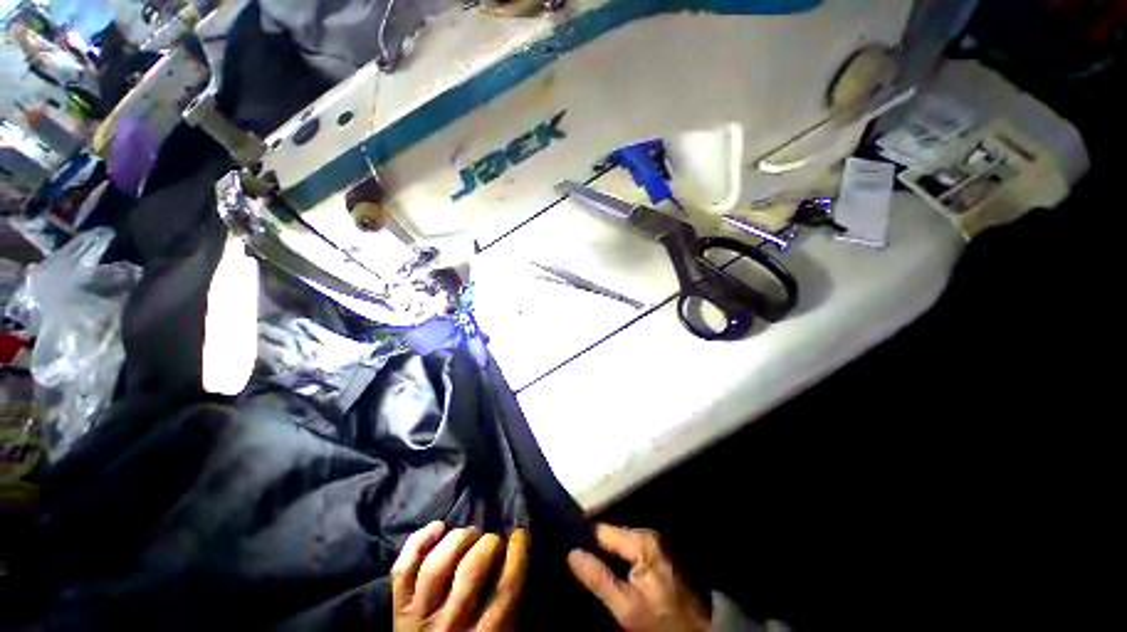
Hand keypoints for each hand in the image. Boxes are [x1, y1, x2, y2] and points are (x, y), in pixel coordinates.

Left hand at [393, 522, 528, 631]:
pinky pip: (404, 568)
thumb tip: (517, 549)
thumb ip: (509, 597)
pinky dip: (419, 540)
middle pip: (470, 571)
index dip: (517, 553)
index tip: (519, 535)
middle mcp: (450, 626)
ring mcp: (419, 616)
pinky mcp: (398, 607)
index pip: (506, 588)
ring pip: (436, 566)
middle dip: (488, 543)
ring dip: (458, 539)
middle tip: (493, 540)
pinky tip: (439, 527)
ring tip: (470, 534)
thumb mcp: (502, 630)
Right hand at [568, 524, 709, 631]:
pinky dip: (617, 558)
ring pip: (618, 542)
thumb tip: (571, 554)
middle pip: (610, 535)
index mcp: (642, 541)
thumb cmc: (662, 621)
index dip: (583, 539)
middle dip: (594, 548)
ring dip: (605, 554)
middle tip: (574, 560)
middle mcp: (648, 534)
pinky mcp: (657, 552)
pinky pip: (628, 549)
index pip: (601, 530)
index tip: (565, 546)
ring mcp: (654, 542)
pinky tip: (607, 568)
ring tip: (586, 564)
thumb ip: (599, 579)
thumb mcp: (627, 608)